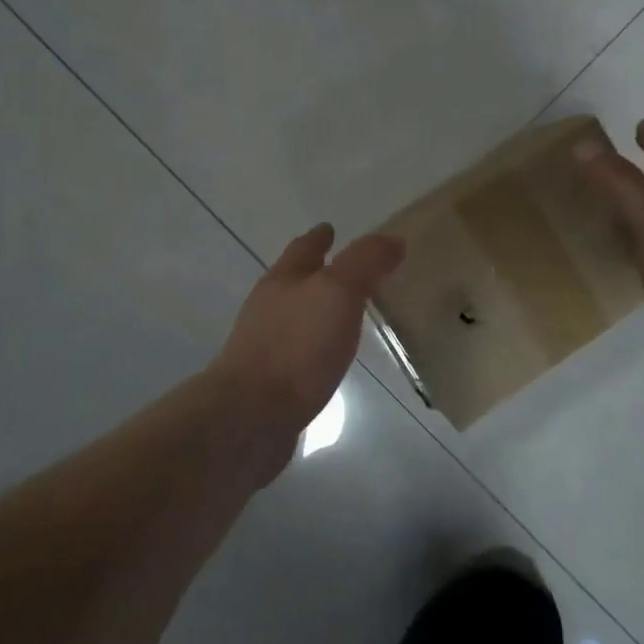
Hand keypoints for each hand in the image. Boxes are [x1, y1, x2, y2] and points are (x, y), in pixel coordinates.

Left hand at [212, 223, 405, 430]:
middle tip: (349, 270)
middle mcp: (270, 307)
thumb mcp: (337, 292)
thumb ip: (364, 263)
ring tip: (347, 312)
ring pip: (297, 316)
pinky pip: (300, 351)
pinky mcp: (271, 380)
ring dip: (319, 309)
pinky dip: (317, 345)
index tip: (331, 228)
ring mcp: (266, 344)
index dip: (320, 237)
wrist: (252, 416)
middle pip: (295, 280)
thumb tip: (392, 240)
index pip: (304, 248)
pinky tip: (330, 357)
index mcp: (283, 279)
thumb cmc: (296, 345)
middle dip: (318, 271)